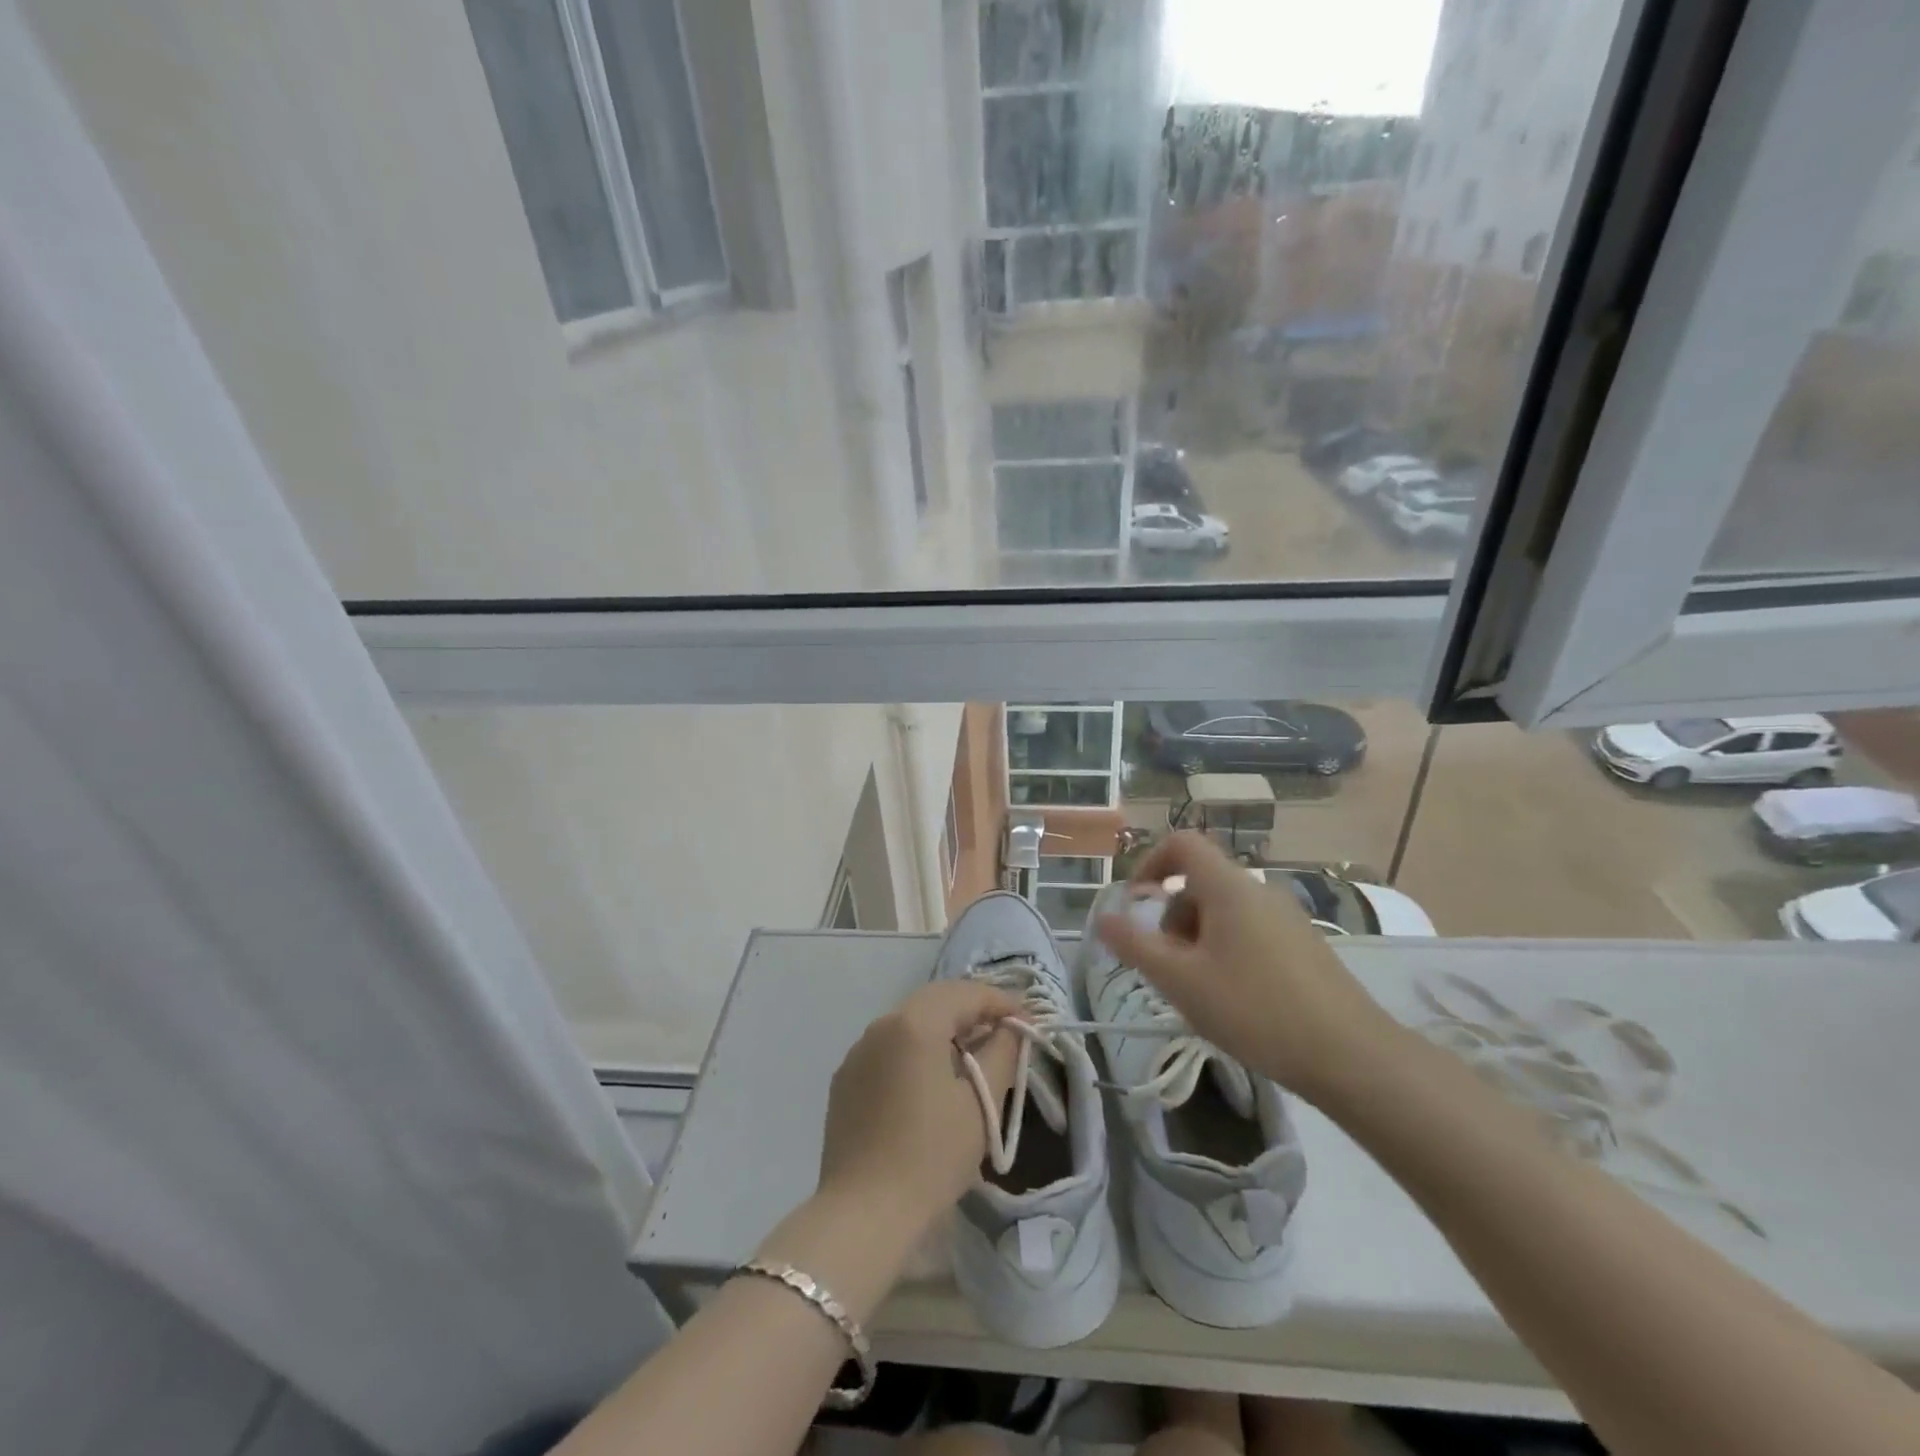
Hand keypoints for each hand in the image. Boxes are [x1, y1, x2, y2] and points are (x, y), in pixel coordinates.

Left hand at [817, 980, 1020, 1232]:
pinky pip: (889, 1047)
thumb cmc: (931, 1156)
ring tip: (972, 1053)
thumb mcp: (980, 1103)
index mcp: (915, 1023)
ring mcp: (858, 1051)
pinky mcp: (846, 1079)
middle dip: (971, 1009)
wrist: (864, 1214)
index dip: (1000, 1002)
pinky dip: (916, 1049)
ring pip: (909, 1022)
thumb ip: (1002, 1052)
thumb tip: (1011, 1028)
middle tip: (1003, 1030)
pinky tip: (931, 1078)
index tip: (1027, 1020)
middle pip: (935, 1000)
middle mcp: (882, 1025)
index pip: (965, 993)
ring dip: (943, 1027)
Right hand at [1094, 831, 1404, 1101]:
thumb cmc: (1255, 1010)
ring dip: (1197, 939)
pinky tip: (1235, 1000)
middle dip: (1172, 917)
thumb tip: (1101, 917)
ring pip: (1224, 911)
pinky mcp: (1303, 945)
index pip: (1182, 843)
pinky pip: (1249, 931)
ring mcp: (1286, 917)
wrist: (1351, 1056)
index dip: (1149, 863)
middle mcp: (1258, 890)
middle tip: (1169, 966)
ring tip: (1200, 990)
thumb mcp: (1181, 980)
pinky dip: (1226, 951)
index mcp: (1228, 887)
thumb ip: (1135, 945)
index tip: (1137, 905)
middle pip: (1199, 882)